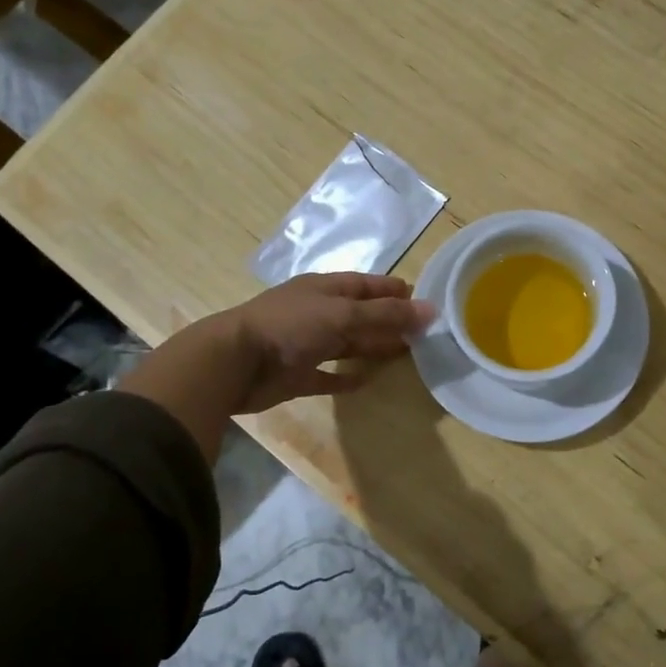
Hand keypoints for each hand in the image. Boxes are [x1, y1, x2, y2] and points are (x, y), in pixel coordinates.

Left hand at [221, 273, 435, 414]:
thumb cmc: (290, 326)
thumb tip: (430, 311)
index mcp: (324, 289)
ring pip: (346, 344)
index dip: (391, 290)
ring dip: (372, 346)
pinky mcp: (297, 375)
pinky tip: (366, 381)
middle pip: (359, 315)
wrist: (235, 362)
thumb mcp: (342, 314)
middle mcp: (316, 313)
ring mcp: (305, 344)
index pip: (365, 285)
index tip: (421, 298)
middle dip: (388, 320)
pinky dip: (346, 377)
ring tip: (405, 353)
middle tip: (422, 331)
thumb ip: (385, 314)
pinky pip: (328, 375)